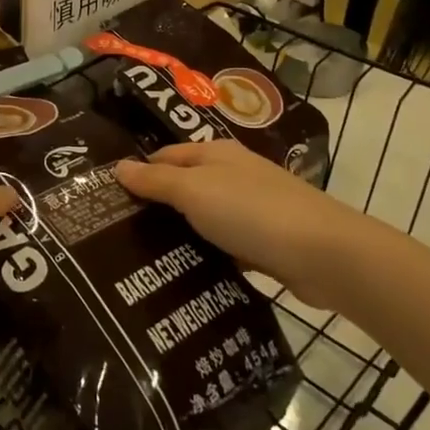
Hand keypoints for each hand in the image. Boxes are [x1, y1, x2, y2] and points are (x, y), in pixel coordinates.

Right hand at [116, 142, 378, 311]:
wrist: (323, 254)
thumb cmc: (251, 212)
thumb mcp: (194, 191)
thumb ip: (156, 180)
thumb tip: (118, 166)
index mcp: (215, 153)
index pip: (164, 156)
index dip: (138, 173)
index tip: (107, 202)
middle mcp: (233, 174)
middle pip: (184, 186)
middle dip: (155, 207)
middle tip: (116, 237)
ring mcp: (252, 208)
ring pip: (204, 218)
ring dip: (180, 234)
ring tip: (142, 261)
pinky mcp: (265, 242)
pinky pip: (224, 244)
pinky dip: (207, 255)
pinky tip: (186, 276)